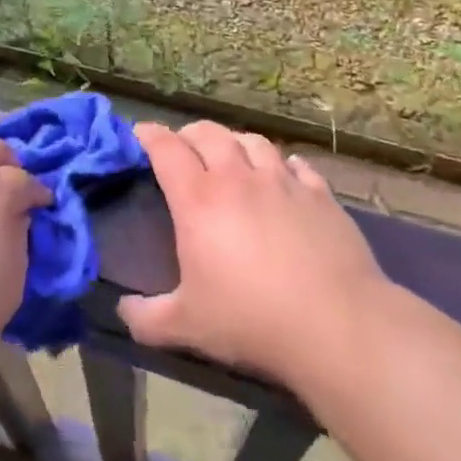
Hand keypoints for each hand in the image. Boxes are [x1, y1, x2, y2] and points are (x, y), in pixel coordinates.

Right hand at [118, 121, 388, 388]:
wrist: (336, 324)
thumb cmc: (251, 320)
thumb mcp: (186, 326)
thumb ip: (146, 318)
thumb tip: (123, 310)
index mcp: (198, 200)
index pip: (166, 149)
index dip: (149, 135)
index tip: (140, 133)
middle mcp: (238, 178)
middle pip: (208, 134)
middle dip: (188, 134)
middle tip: (181, 146)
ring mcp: (283, 182)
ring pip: (252, 141)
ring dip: (234, 143)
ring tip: (230, 156)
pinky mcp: (320, 194)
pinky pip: (296, 165)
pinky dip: (281, 164)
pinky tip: (282, 176)